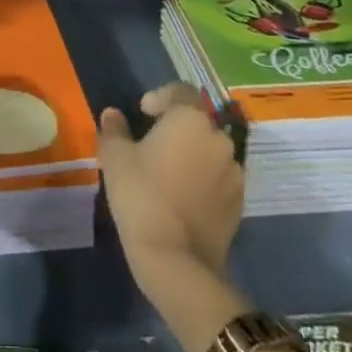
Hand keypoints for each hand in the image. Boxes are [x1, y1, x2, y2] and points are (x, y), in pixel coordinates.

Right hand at [99, 83, 243, 289]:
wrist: (176, 260)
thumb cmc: (141, 196)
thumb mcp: (116, 158)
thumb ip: (114, 130)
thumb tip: (112, 115)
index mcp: (191, 119)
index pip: (181, 91)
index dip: (161, 96)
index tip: (143, 113)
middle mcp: (219, 138)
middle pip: (197, 122)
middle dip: (176, 128)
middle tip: (151, 145)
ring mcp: (234, 172)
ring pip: (209, 151)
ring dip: (191, 154)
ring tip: (167, 174)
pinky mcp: (239, 202)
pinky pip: (218, 178)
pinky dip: (202, 180)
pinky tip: (182, 198)